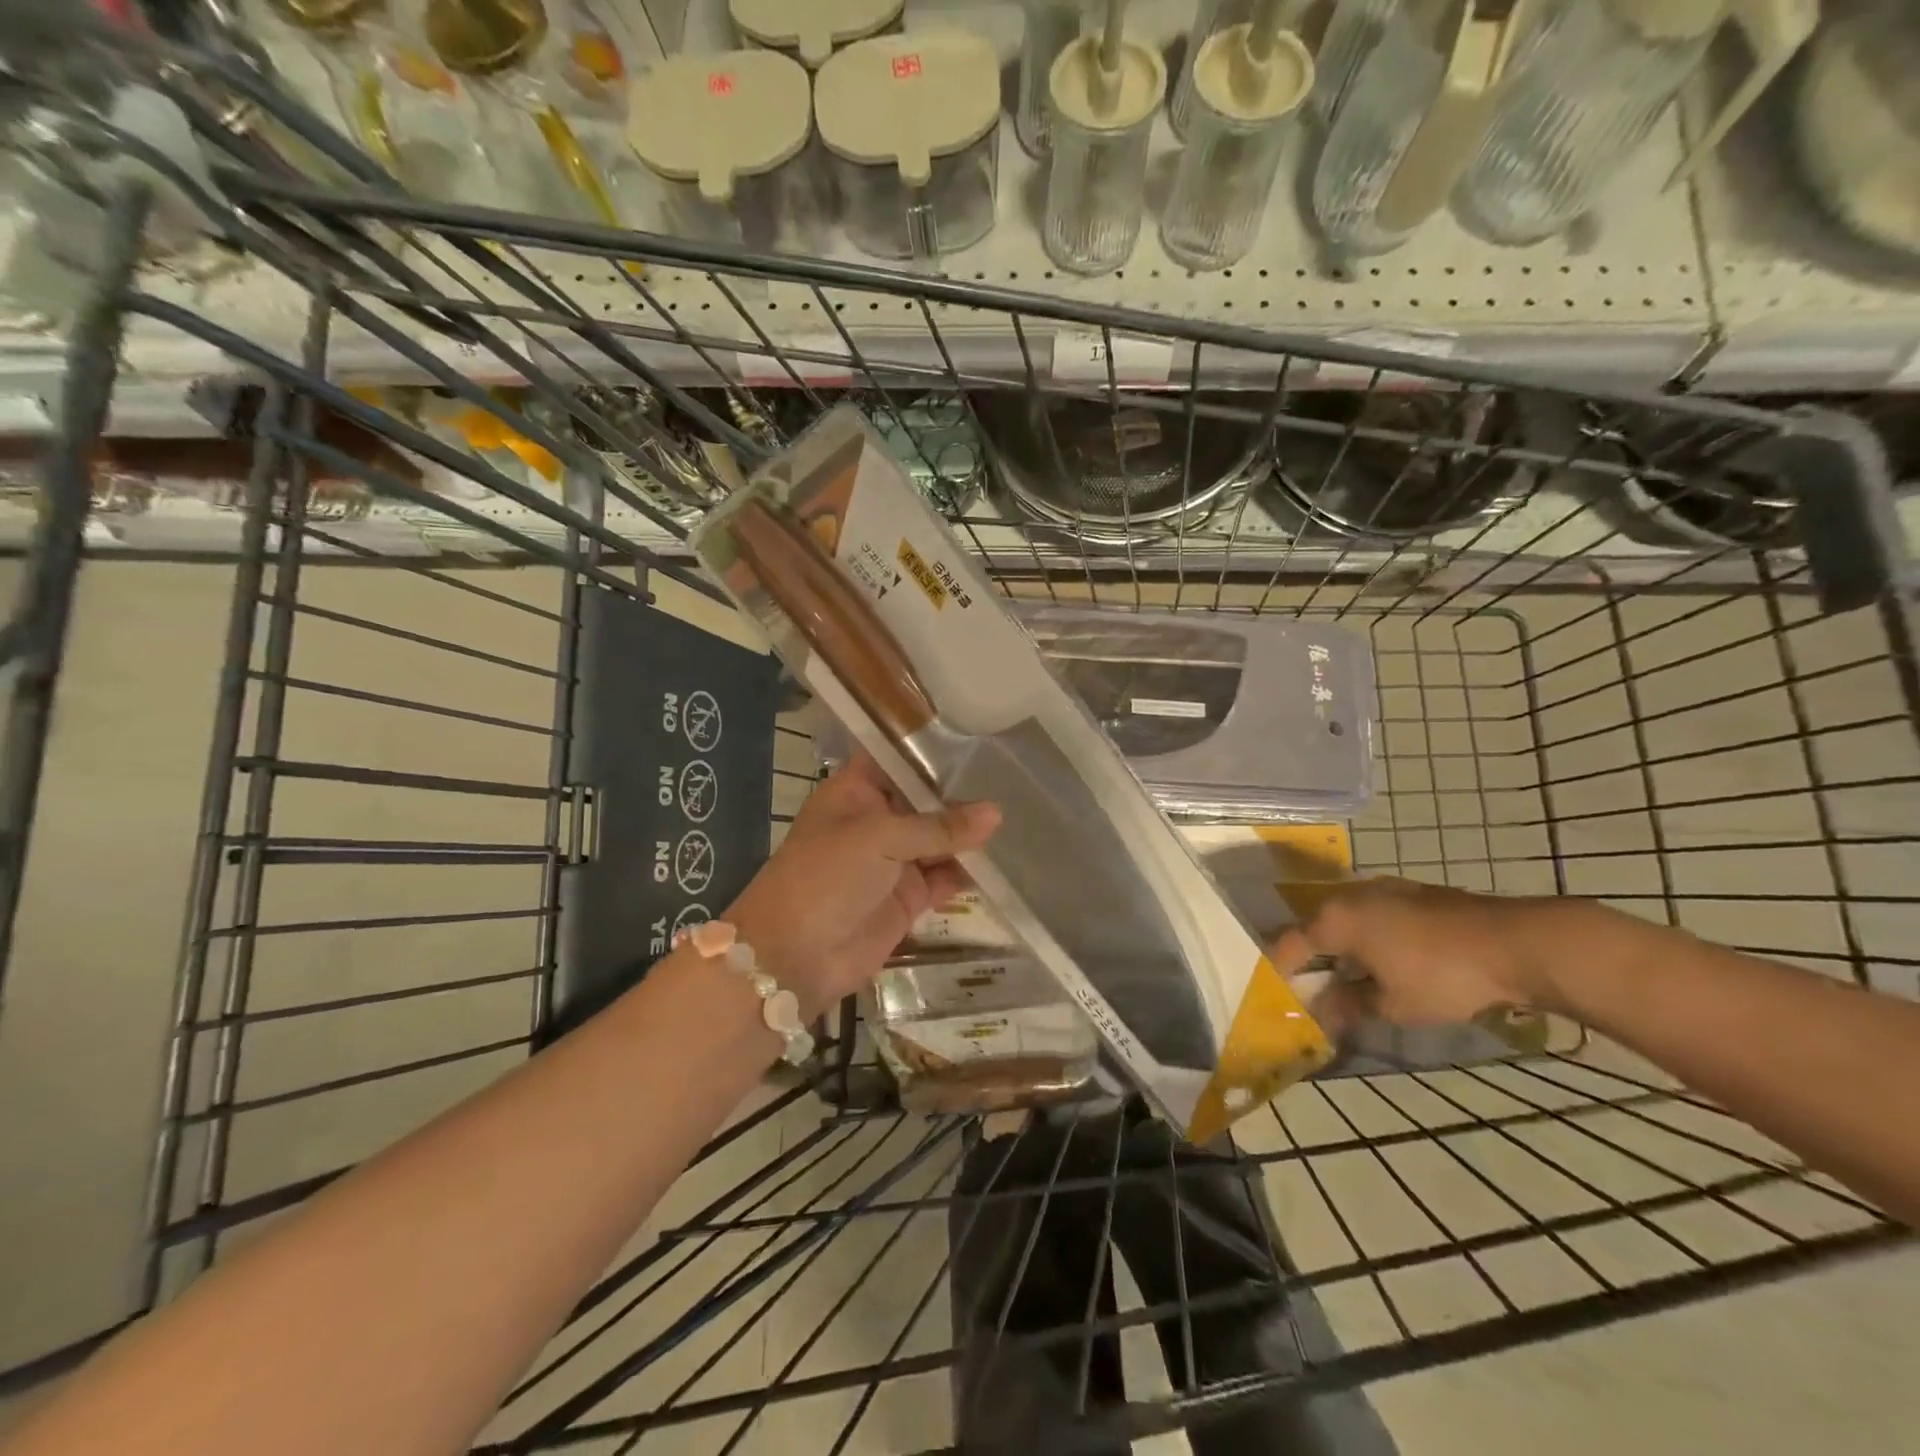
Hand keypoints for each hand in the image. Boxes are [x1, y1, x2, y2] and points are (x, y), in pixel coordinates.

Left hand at [724, 753, 1000, 1018]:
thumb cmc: (825, 878)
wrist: (793, 957)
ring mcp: (894, 860)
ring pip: (941, 839)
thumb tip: (996, 813)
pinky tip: (1006, 859)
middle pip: (926, 798)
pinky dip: (970, 871)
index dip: (933, 748)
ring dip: (971, 833)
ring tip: (1023, 814)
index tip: (979, 737)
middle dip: (963, 792)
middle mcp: (878, 820)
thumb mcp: (879, 839)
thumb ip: (939, 827)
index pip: (898, 758)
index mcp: (857, 792)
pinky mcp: (909, 896)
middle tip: (1015, 775)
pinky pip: (946, 877)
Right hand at [1271, 877, 1564, 1032]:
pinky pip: (1374, 914)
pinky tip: (1385, 960)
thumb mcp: (1392, 1005)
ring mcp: (1383, 888)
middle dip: (1312, 957)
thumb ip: (1349, 1006)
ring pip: (1347, 918)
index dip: (1281, 969)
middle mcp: (1350, 896)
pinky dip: (1369, 936)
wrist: (1516, 944)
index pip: (1291, 944)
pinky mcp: (1413, 892)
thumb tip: (1322, 1014)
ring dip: (1342, 946)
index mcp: (1335, 920)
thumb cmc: (1443, 976)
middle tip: (1312, 988)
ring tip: (1348, 977)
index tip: (1278, 992)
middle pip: (1316, 927)